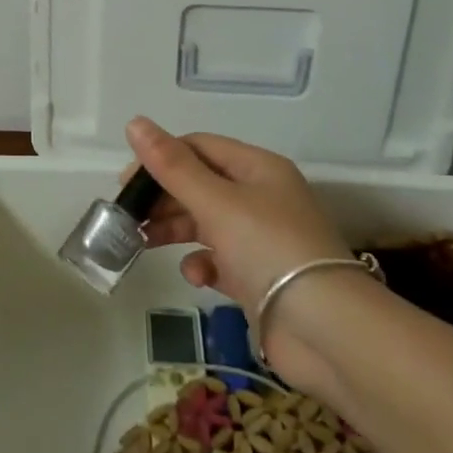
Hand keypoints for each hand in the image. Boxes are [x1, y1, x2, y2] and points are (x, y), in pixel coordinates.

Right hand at [125, 116, 354, 390]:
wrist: (326, 331)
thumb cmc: (269, 249)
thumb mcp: (215, 201)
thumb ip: (171, 165)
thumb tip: (135, 122)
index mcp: (257, 168)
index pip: (199, 147)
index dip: (161, 158)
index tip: (127, 183)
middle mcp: (261, 198)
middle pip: (199, 185)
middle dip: (163, 198)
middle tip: (129, 216)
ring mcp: (260, 239)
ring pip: (205, 222)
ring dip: (174, 229)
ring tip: (144, 242)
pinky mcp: (257, 277)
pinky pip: (219, 260)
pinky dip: (202, 264)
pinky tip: (196, 275)